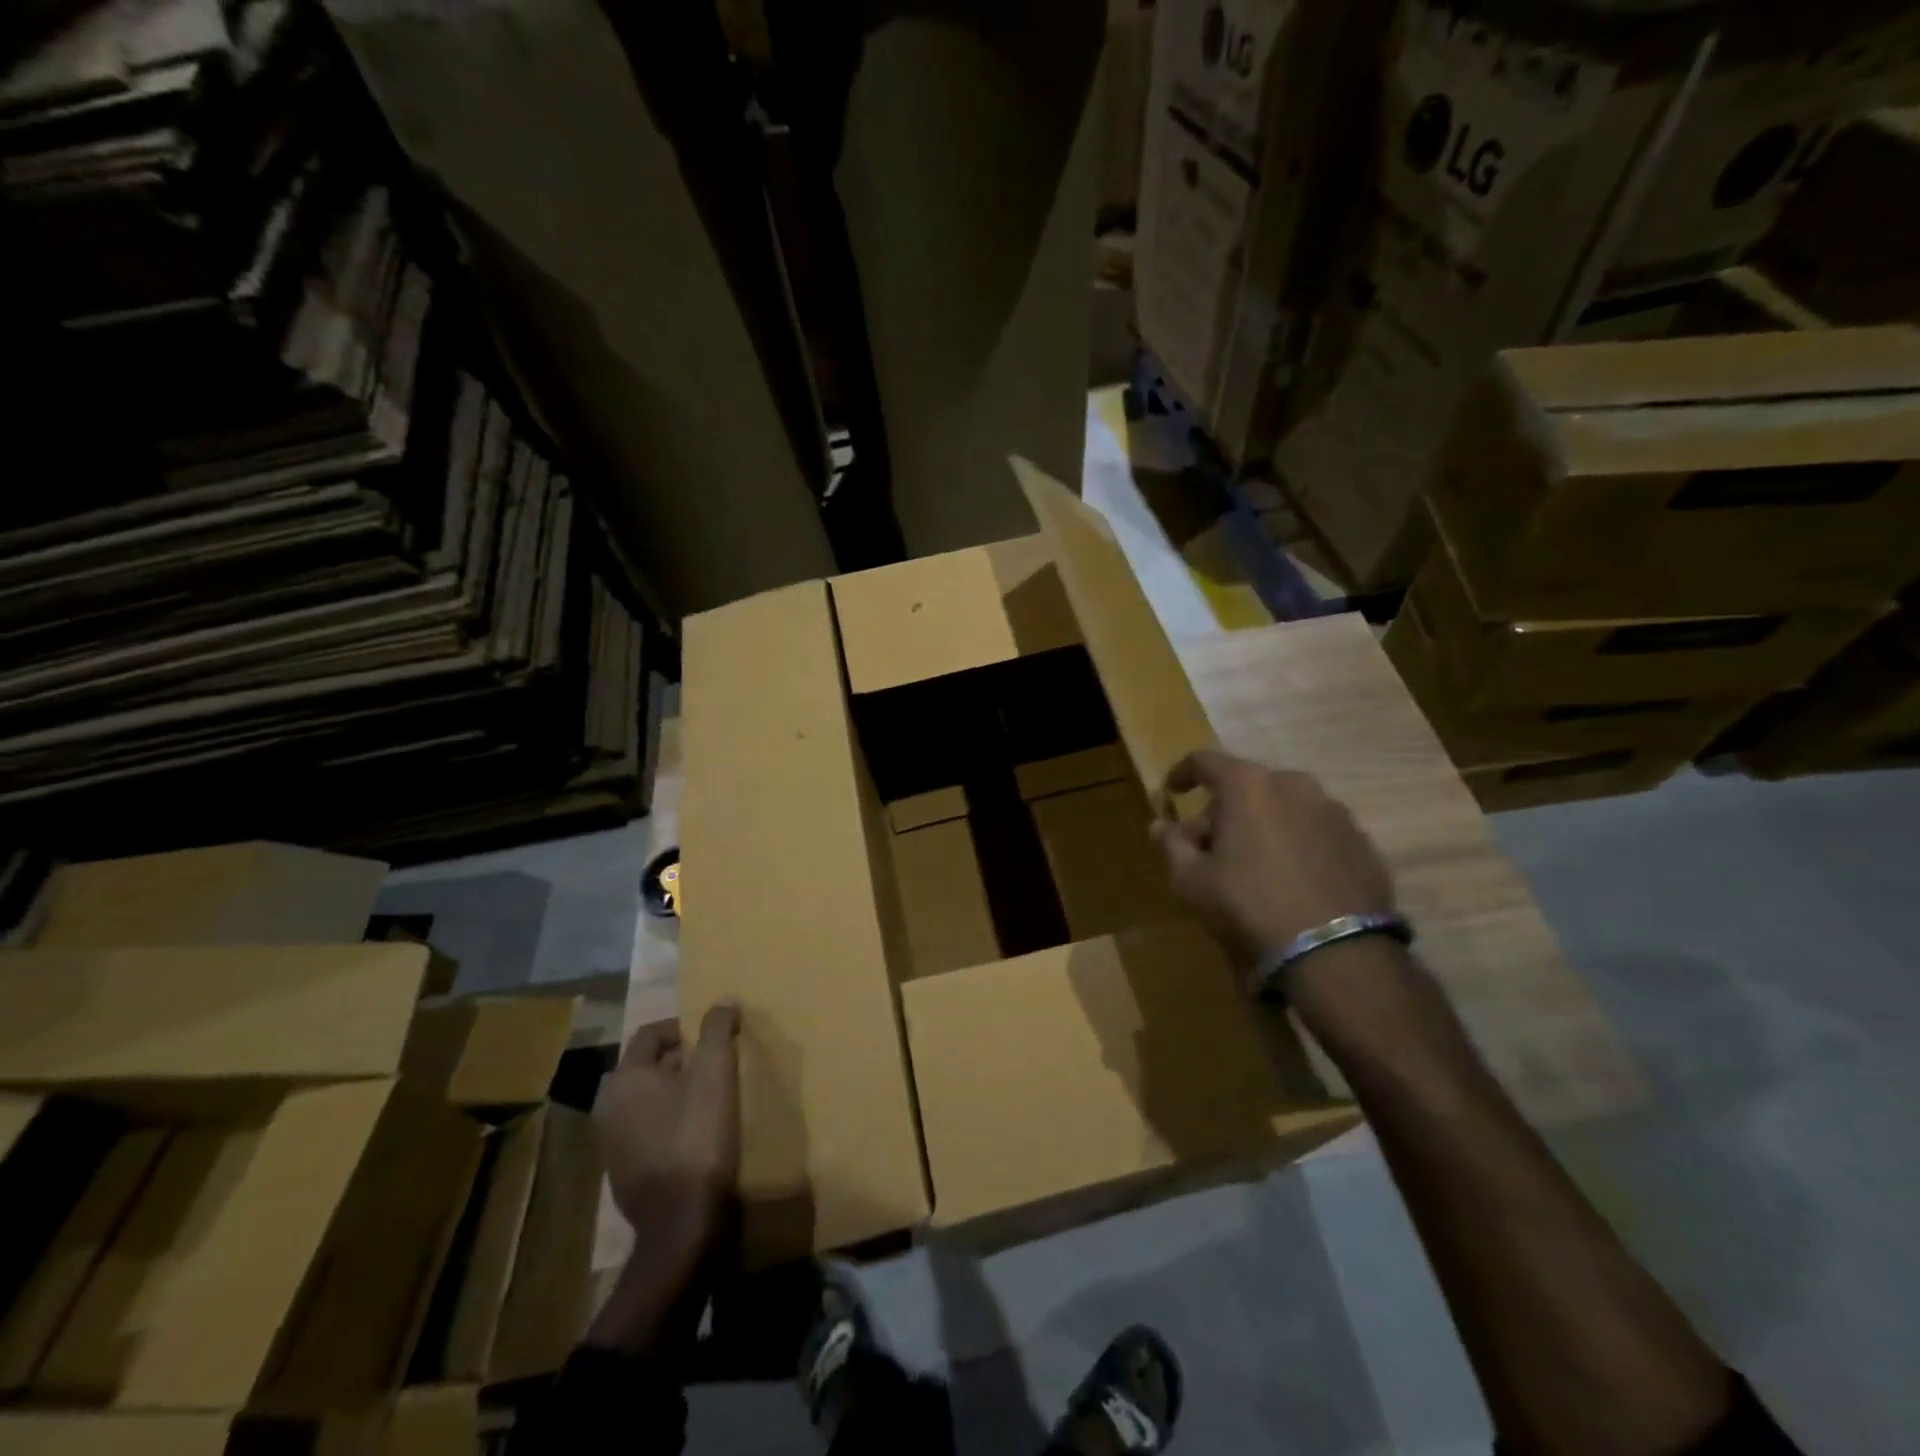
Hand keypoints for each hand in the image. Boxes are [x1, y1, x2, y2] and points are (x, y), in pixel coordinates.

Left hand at [597, 1001, 742, 1242]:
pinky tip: (695, 1132)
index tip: (711, 1034)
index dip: (682, 1027)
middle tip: (713, 1062)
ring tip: (708, 1095)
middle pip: (646, 1067)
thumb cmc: (698, 1137)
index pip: (651, 1034)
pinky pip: (646, 1132)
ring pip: (645, 1102)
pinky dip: (667, 1122)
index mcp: (627, 1079)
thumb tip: (721, 1000)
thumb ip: (717, 1031)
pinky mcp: (624, 1174)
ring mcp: (612, 1145)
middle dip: (679, 1059)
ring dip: (672, 1092)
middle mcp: (610, 1107)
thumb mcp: (716, 1074)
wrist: (683, 1223)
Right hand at [1152, 750, 1394, 958]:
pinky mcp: (1362, 843)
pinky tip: (1292, 881)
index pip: (1205, 761)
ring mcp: (1334, 812)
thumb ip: (1171, 844)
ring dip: (1264, 825)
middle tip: (1210, 846)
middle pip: (1247, 786)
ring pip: (1285, 807)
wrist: (1336, 954)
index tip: (1172, 792)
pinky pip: (1317, 833)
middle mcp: (1294, 785)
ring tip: (1255, 866)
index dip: (1183, 773)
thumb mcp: (1191, 881)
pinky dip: (1298, 845)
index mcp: (1248, 786)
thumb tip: (1161, 825)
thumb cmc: (1248, 906)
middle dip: (1224, 810)